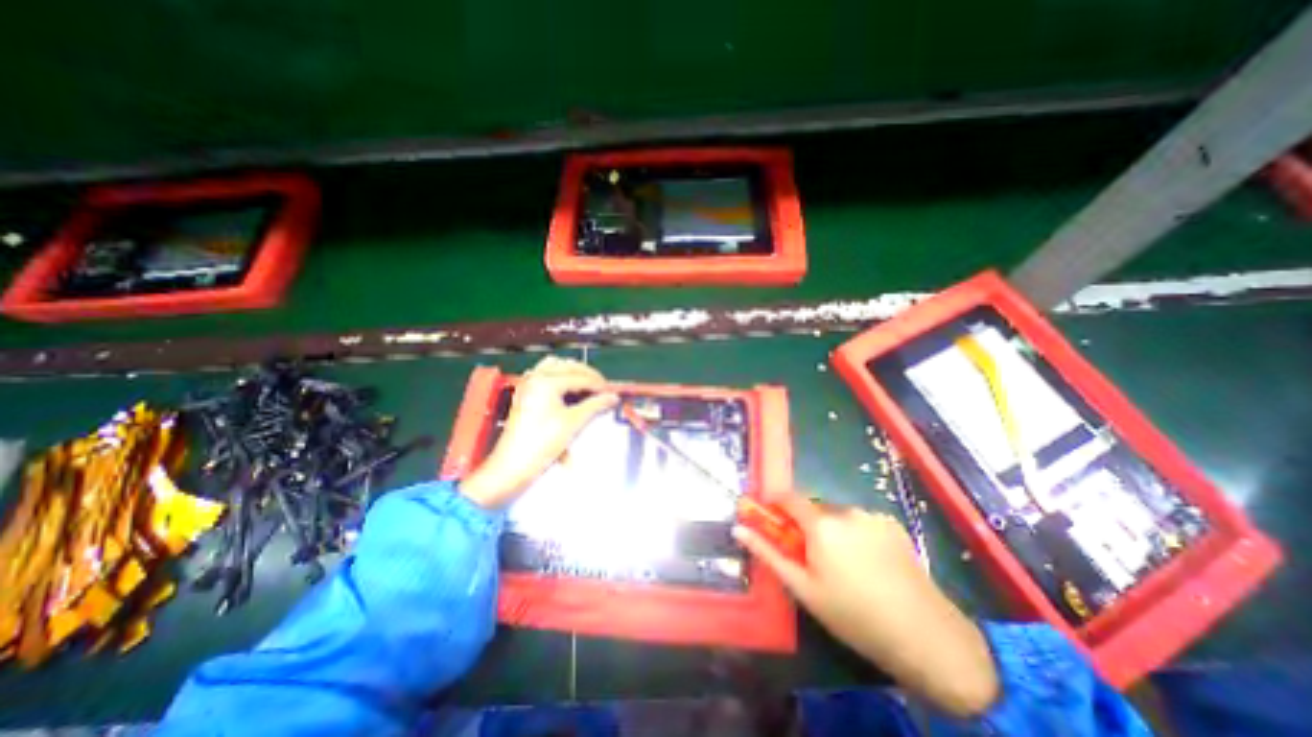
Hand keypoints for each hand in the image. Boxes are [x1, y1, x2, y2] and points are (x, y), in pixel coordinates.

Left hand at [461, 354, 622, 505]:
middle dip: (588, 375)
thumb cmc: (542, 444)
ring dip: (572, 373)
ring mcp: (528, 384)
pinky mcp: (525, 393)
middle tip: (604, 389)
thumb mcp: (573, 423)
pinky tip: (568, 389)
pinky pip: (544, 375)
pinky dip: (559, 377)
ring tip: (588, 386)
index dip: (599, 384)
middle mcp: (535, 377)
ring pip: (555, 367)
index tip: (613, 392)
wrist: (511, 466)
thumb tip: (613, 397)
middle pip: (568, 366)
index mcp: (547, 381)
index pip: (580, 377)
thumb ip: (595, 405)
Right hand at [735, 492, 1001, 717]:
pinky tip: (869, 563)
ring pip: (838, 515)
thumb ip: (768, 554)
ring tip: (845, 565)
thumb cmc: (854, 615)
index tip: (773, 521)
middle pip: (814, 508)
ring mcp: (872, 516)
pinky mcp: (892, 524)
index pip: (788, 497)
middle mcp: (846, 511)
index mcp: (821, 524)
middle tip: (812, 558)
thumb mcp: (804, 589)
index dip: (776, 505)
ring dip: (832, 530)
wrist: (927, 636)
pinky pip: (861, 521)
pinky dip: (855, 533)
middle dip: (807, 525)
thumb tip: (739, 529)